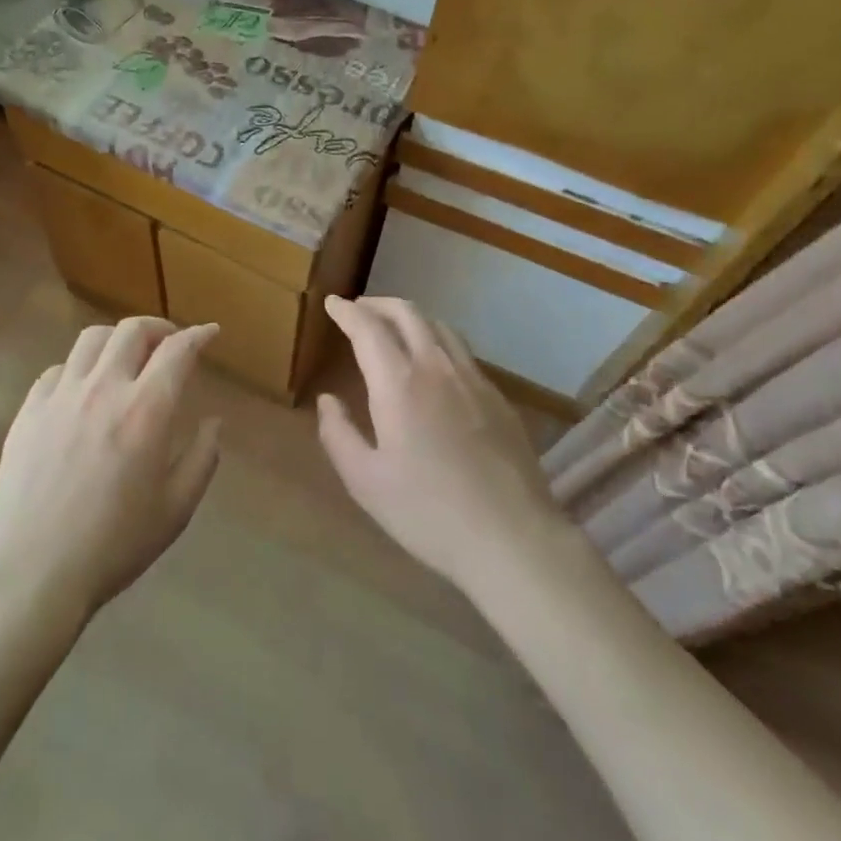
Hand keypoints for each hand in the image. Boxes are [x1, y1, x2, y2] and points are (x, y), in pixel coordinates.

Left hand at [0, 316, 221, 624]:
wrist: (31, 572)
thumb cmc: (113, 545)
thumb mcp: (175, 509)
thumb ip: (202, 458)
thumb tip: (213, 422)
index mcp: (146, 410)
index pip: (177, 351)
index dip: (199, 335)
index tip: (210, 332)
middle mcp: (103, 388)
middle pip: (132, 330)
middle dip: (159, 328)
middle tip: (169, 344)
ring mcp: (60, 396)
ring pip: (91, 339)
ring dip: (117, 339)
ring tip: (126, 358)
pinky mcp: (28, 411)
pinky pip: (57, 369)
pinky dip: (79, 368)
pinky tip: (83, 390)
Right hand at [317, 296, 557, 596]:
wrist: (511, 537)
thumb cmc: (427, 512)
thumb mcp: (365, 481)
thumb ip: (338, 434)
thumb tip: (328, 400)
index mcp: (399, 383)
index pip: (368, 328)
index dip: (347, 311)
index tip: (332, 303)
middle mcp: (437, 367)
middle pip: (407, 313)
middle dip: (378, 304)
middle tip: (359, 309)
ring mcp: (474, 379)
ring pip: (440, 326)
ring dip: (410, 317)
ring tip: (393, 328)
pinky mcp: (498, 398)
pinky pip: (462, 352)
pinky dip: (437, 341)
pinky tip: (433, 365)